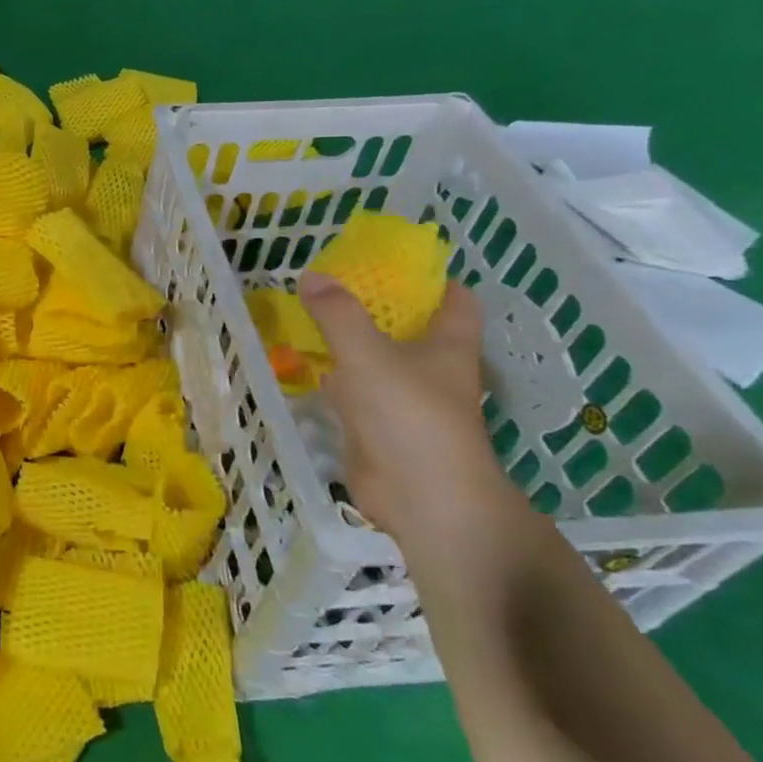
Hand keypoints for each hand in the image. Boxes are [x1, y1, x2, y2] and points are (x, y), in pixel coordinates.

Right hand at [298, 273, 513, 540]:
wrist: (421, 498)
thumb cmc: (409, 416)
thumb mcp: (368, 355)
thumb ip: (338, 314)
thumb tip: (311, 274)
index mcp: (449, 346)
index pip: (457, 301)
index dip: (433, 280)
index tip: (395, 263)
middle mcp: (433, 371)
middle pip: (412, 329)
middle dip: (380, 307)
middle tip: (337, 284)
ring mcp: (406, 402)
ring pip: (380, 360)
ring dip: (353, 341)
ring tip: (313, 315)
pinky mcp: (380, 428)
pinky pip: (356, 392)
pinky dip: (335, 377)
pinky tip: (306, 365)